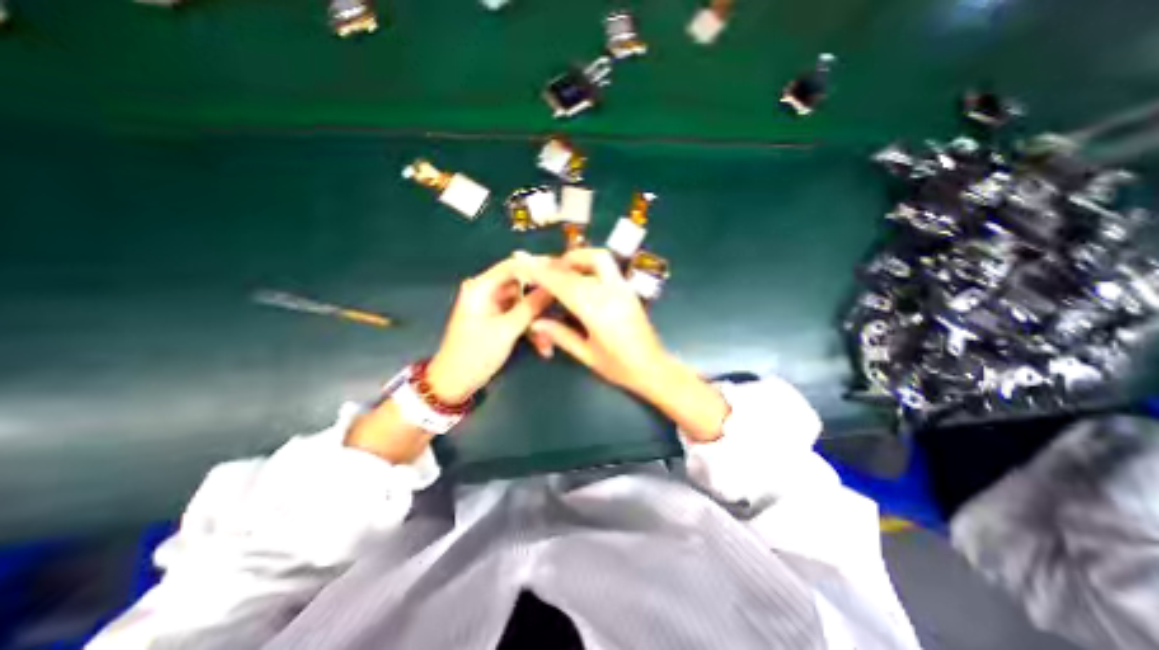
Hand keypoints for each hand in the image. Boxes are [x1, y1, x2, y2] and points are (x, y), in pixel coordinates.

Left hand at [426, 255, 553, 404]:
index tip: (564, 272)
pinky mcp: (499, 319)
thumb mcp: (506, 330)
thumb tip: (554, 285)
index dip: (539, 266)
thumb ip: (531, 306)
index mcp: (481, 287)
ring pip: (525, 305)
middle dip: (541, 304)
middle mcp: (487, 291)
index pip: (514, 265)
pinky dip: (531, 329)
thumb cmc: (475, 354)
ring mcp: (493, 306)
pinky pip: (520, 317)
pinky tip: (542, 346)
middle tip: (562, 312)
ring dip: (538, 322)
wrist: (456, 383)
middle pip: (523, 287)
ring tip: (547, 343)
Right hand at [517, 249, 670, 394]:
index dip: (543, 272)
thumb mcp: (587, 355)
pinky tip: (579, 278)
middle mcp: (612, 293)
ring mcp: (623, 288)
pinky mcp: (629, 289)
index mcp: (598, 311)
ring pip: (599, 258)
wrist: (653, 368)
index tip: (525, 263)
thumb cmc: (619, 367)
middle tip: (541, 270)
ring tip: (561, 271)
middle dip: (558, 262)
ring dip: (577, 258)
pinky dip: (589, 265)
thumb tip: (535, 322)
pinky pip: (607, 267)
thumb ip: (561, 335)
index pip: (565, 284)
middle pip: (582, 263)